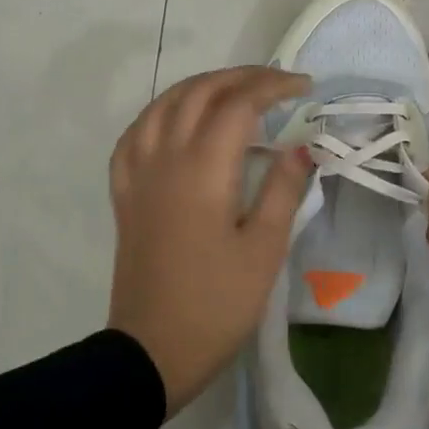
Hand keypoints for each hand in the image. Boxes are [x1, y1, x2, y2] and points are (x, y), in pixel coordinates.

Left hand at [107, 66, 312, 414]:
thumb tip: (301, 146)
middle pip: (199, 93)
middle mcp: (165, 158)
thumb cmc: (217, 304)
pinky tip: (175, 122)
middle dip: (240, 77)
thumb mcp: (264, 249)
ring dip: (200, 87)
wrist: (152, 351)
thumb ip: (283, 189)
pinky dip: (160, 114)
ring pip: (162, 106)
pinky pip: (135, 135)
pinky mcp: (124, 194)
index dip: (273, 86)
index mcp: (203, 169)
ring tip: (231, 91)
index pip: (238, 104)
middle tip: (276, 82)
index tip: (305, 86)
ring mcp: (138, 175)